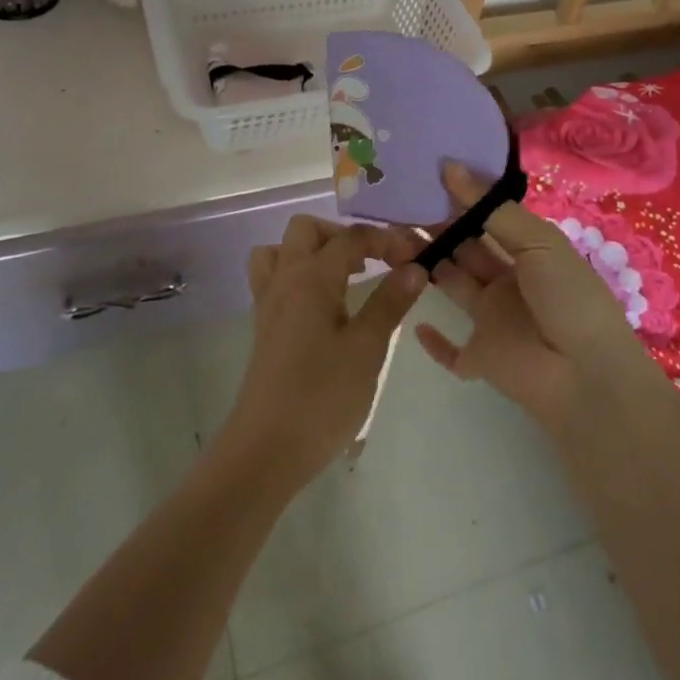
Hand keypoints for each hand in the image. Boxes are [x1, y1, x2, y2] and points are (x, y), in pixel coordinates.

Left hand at [218, 215, 428, 489]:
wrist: (266, 450)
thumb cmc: (322, 396)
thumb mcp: (367, 349)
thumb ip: (390, 302)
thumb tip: (415, 266)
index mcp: (311, 276)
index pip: (351, 237)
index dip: (386, 239)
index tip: (415, 255)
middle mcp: (285, 278)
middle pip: (307, 229)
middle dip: (343, 235)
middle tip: (373, 262)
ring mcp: (268, 302)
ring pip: (282, 250)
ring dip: (313, 250)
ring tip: (344, 276)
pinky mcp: (263, 326)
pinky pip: (274, 277)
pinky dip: (297, 274)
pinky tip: (322, 304)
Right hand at [411, 163, 660, 429]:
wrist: (587, 376)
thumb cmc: (567, 297)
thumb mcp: (537, 242)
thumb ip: (491, 208)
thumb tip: (450, 166)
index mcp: (526, 251)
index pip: (486, 219)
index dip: (458, 200)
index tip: (423, 177)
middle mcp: (506, 281)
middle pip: (463, 249)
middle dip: (434, 228)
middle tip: (395, 205)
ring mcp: (492, 320)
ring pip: (450, 285)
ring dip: (424, 266)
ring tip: (388, 240)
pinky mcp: (480, 357)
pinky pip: (451, 350)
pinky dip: (434, 339)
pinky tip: (414, 319)